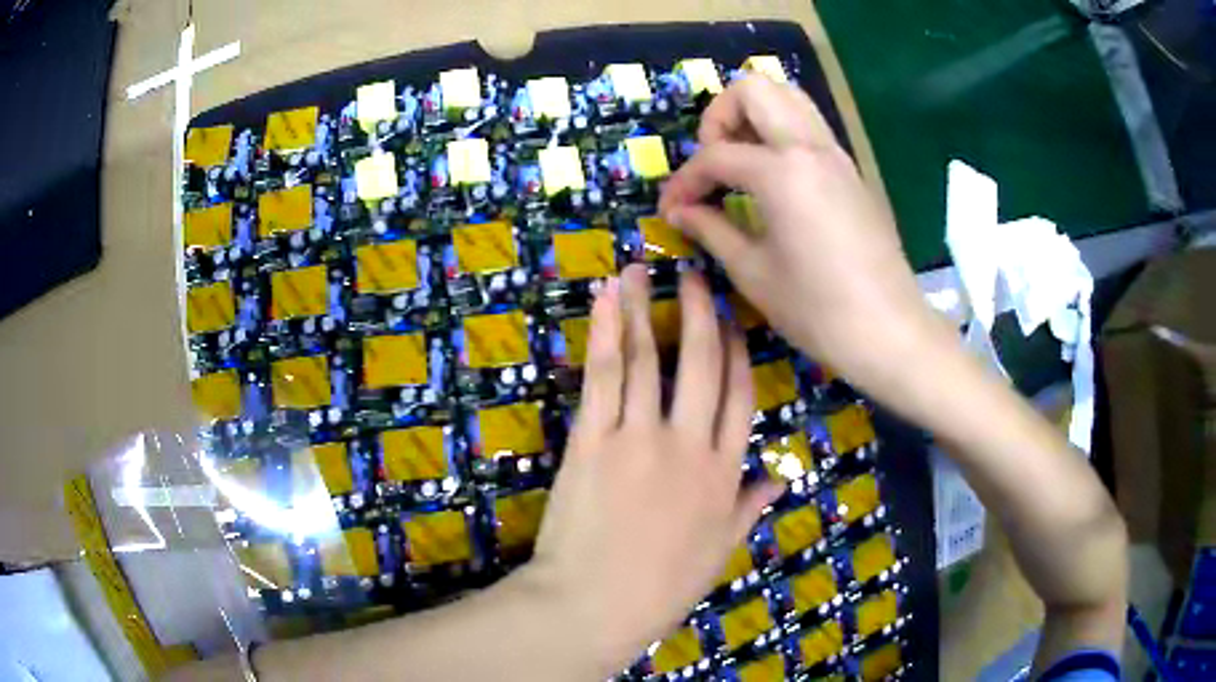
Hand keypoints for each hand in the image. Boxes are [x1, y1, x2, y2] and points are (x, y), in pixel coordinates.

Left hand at [526, 265, 782, 672]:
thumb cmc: (659, 588)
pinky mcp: (593, 439)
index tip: (731, 321)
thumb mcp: (718, 553)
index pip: (740, 397)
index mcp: (724, 475)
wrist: (593, 604)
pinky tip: (606, 299)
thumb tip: (778, 479)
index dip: (738, 353)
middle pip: (701, 363)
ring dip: (644, 308)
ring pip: (647, 358)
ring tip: (642, 270)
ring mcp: (638, 437)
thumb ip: (749, 509)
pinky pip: (603, 375)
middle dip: (699, 313)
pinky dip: (604, 332)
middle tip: (693, 276)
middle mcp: (689, 445)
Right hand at [658, 76, 949, 404]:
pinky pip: (809, 126)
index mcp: (782, 171)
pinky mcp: (851, 170)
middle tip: (713, 161)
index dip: (683, 182)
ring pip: (788, 96)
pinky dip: (780, 133)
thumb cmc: (818, 310)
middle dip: (719, 115)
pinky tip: (772, 180)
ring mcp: (836, 154)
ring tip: (740, 162)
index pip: (715, 155)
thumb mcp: (753, 273)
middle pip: (754, 88)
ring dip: (753, 115)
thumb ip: (711, 230)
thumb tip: (680, 211)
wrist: (890, 331)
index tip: (670, 210)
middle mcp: (810, 146)